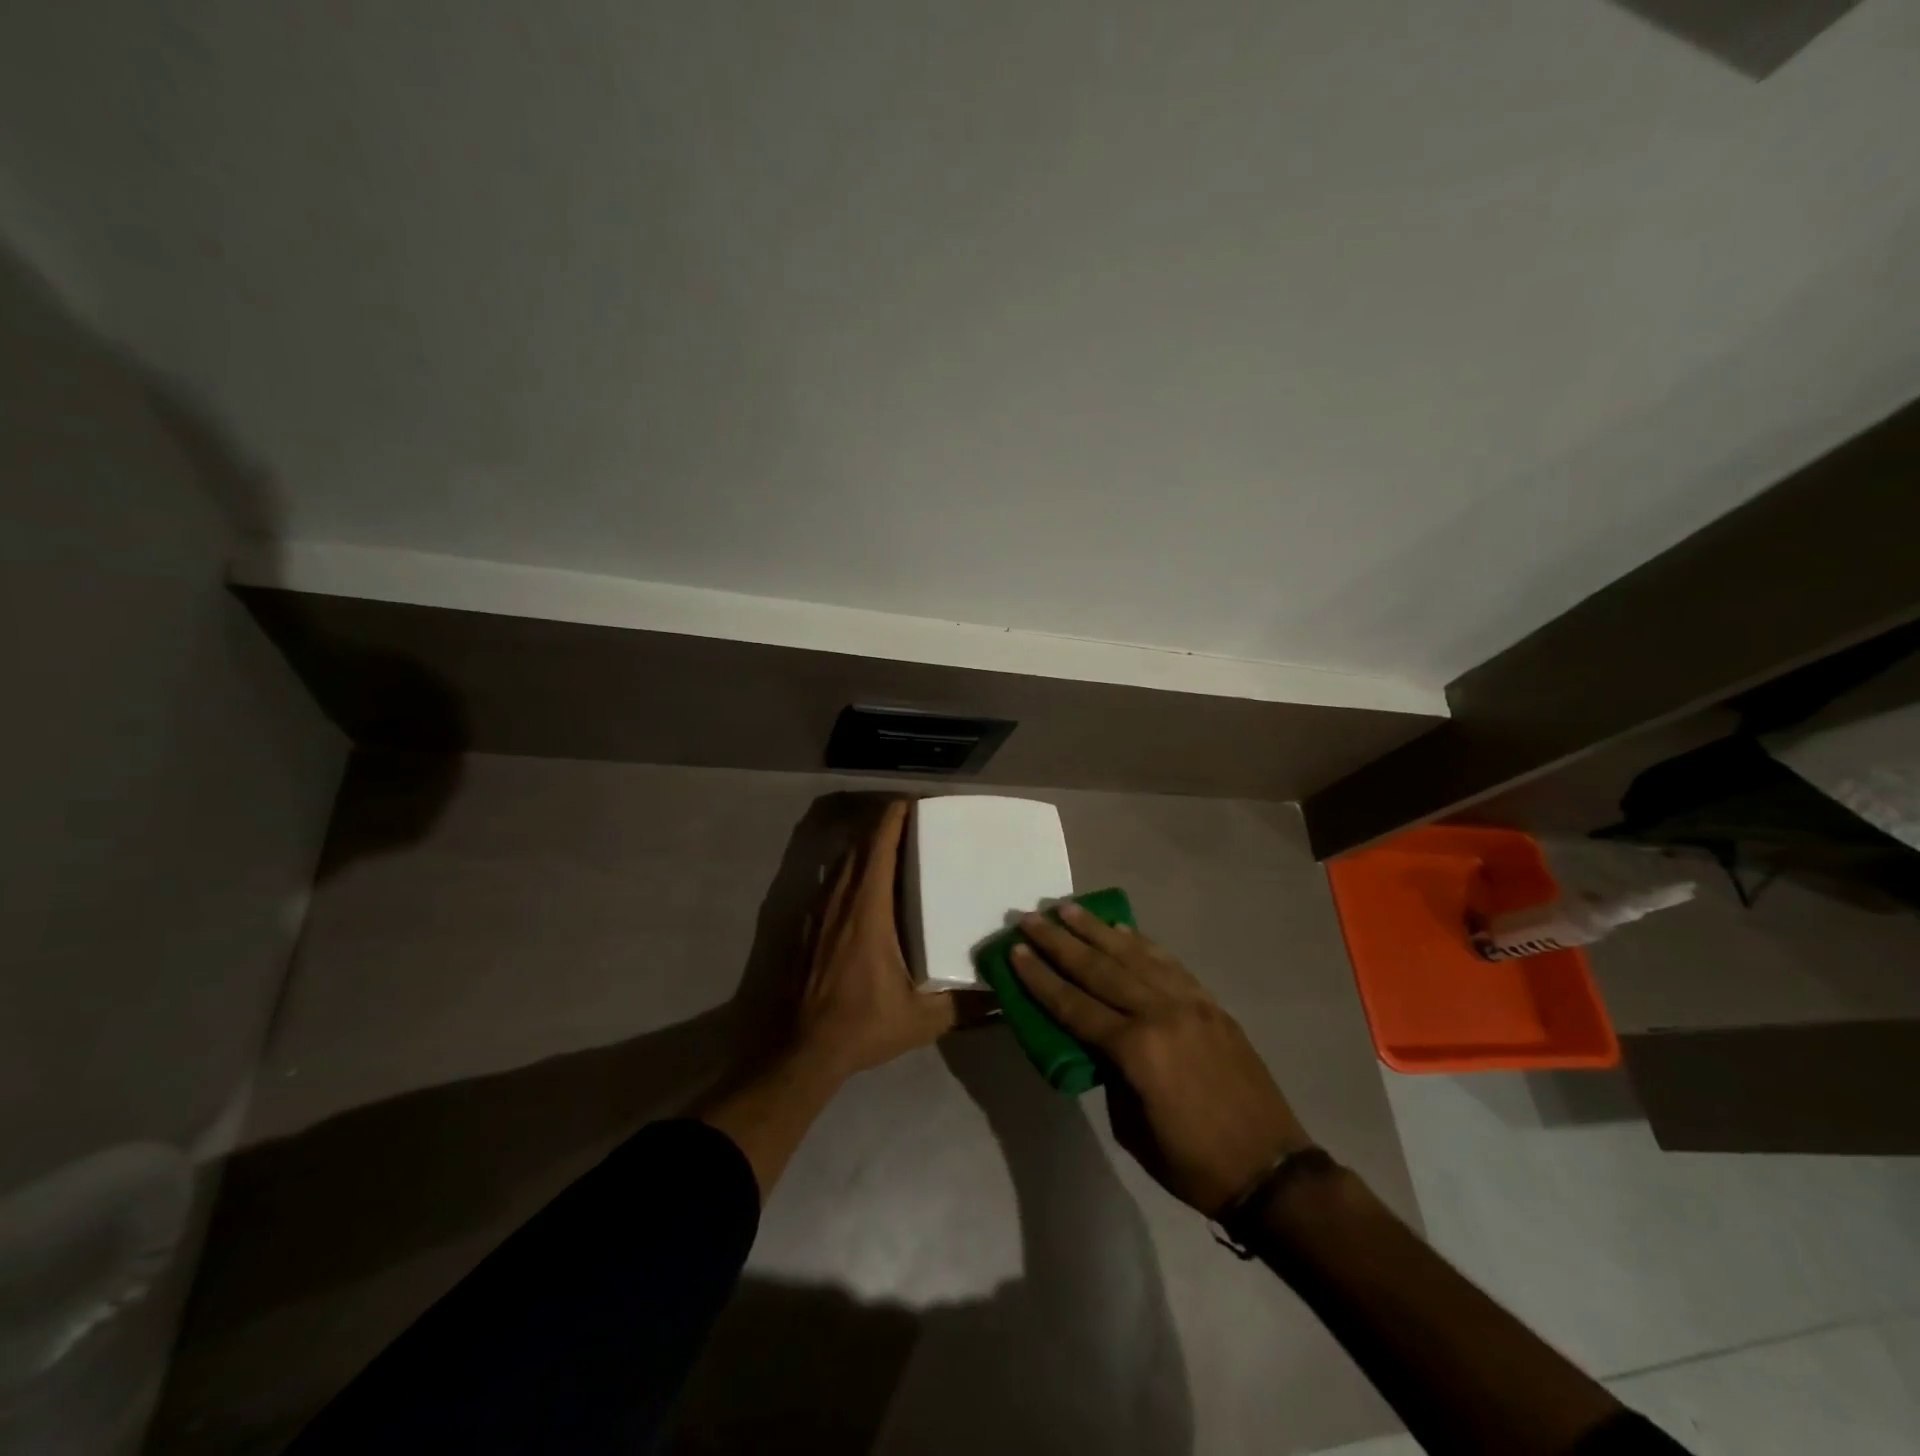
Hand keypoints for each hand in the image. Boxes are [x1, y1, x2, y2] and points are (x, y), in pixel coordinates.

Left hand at [795, 799, 955, 1078]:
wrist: (800, 1050)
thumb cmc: (861, 1025)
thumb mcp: (921, 1020)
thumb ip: (964, 1006)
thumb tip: (1003, 995)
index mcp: (868, 910)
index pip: (878, 848)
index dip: (893, 820)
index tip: (913, 804)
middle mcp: (840, 900)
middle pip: (859, 846)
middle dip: (882, 825)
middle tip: (912, 820)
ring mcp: (818, 912)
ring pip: (842, 862)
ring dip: (864, 846)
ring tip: (892, 844)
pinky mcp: (806, 926)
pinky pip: (830, 882)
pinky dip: (849, 869)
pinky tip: (864, 885)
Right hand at [1011, 904, 1309, 1215]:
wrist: (1271, 1170)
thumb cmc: (1192, 1163)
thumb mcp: (1131, 1128)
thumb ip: (1110, 1075)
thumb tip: (1097, 1042)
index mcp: (1136, 1049)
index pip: (1074, 1004)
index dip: (1041, 978)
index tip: (1015, 950)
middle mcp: (1160, 1013)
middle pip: (1099, 968)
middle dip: (1060, 942)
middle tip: (1031, 918)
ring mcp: (1190, 1003)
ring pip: (1134, 955)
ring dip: (1097, 930)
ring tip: (1069, 909)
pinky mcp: (1210, 1004)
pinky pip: (1169, 964)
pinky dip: (1142, 943)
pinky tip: (1123, 928)